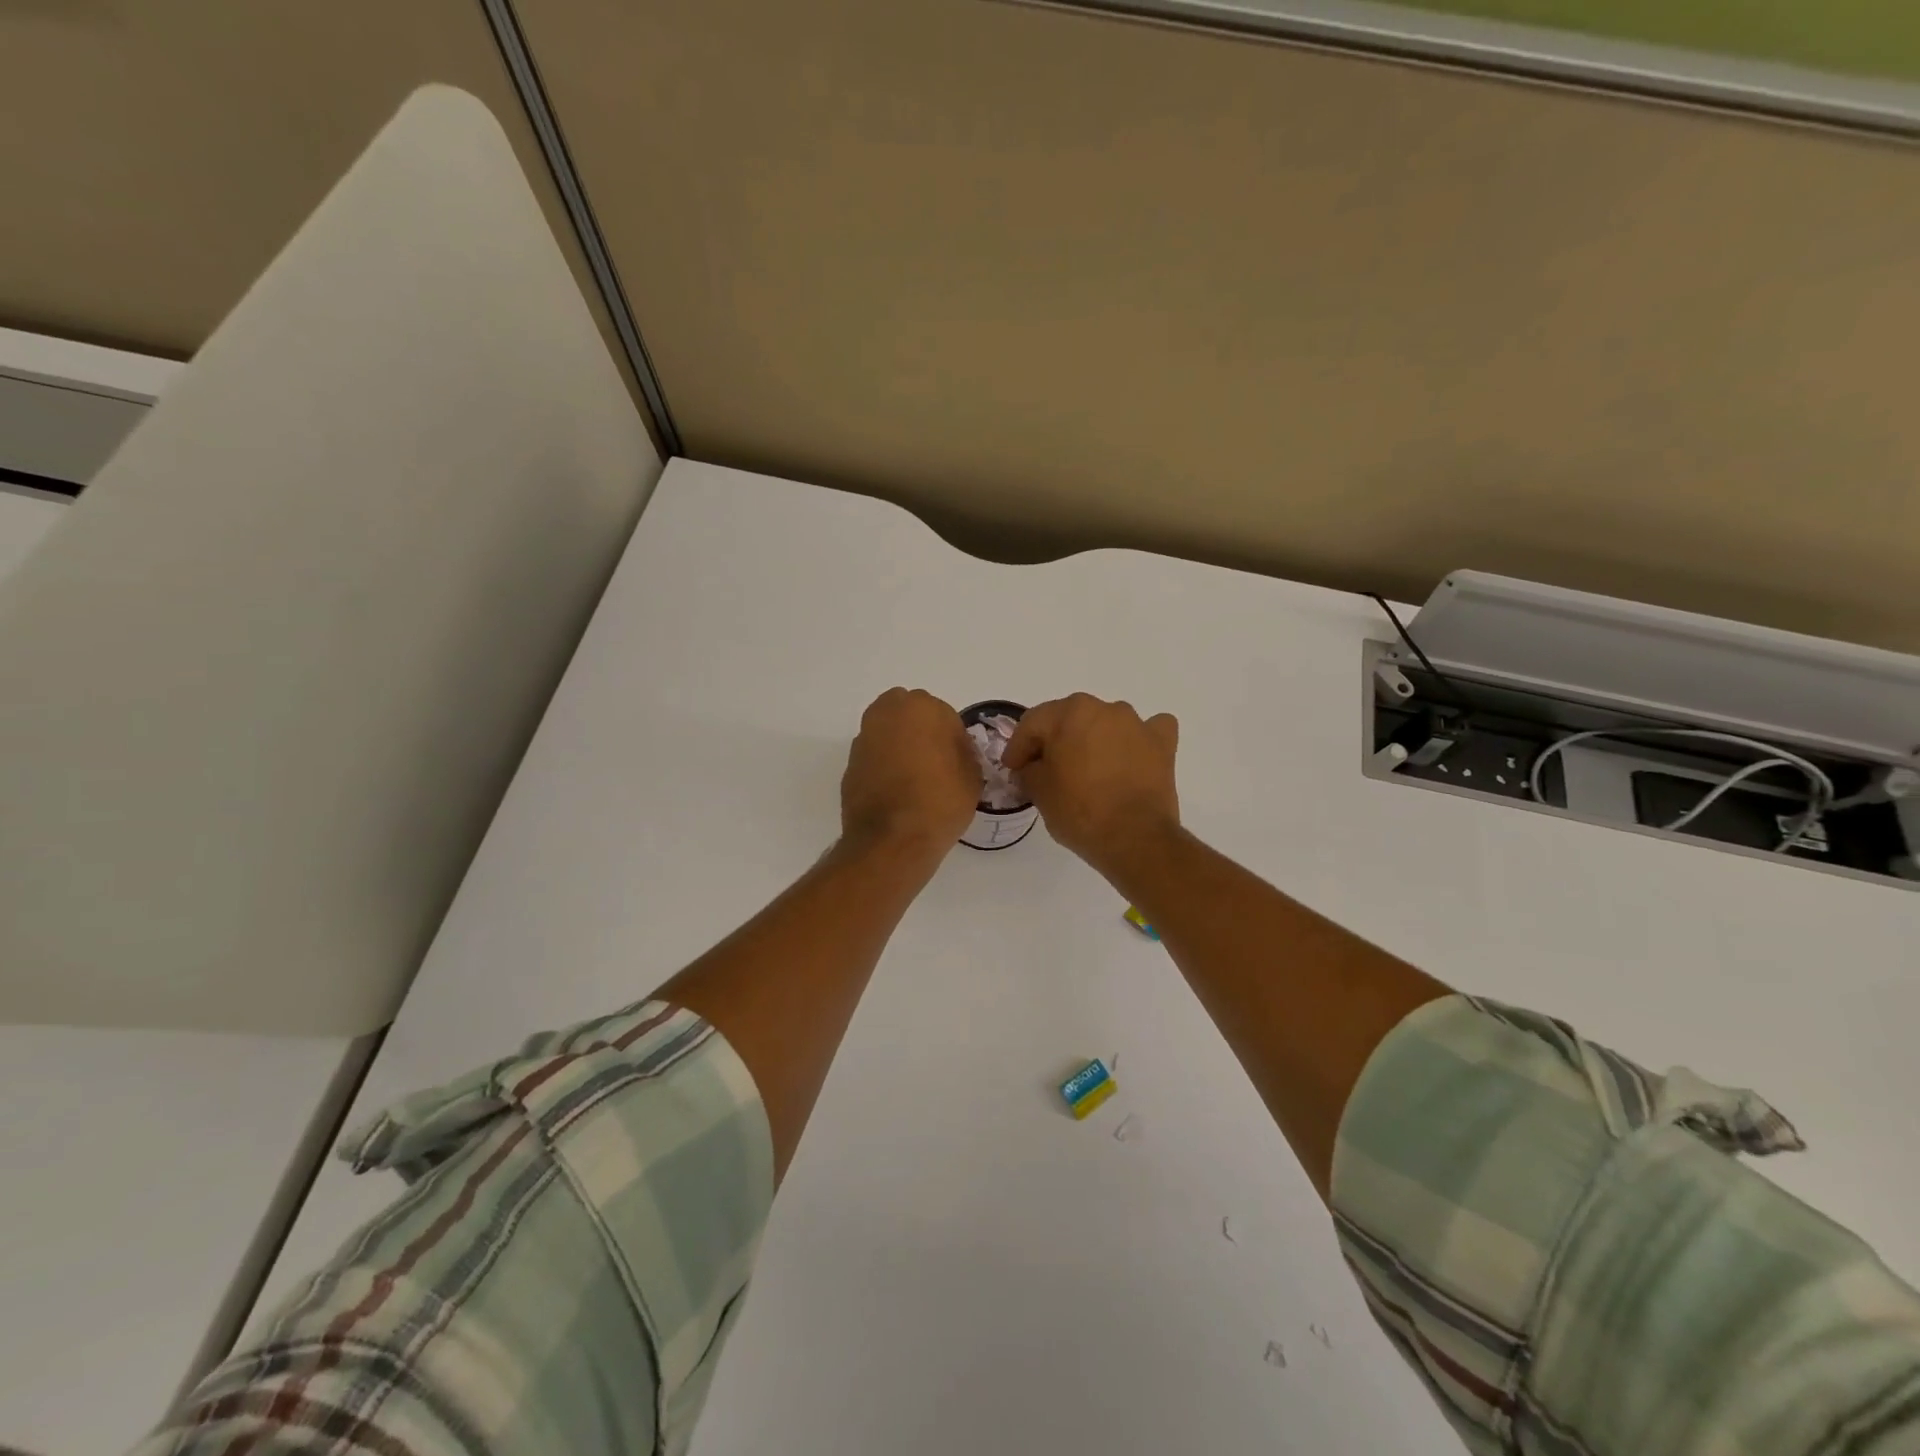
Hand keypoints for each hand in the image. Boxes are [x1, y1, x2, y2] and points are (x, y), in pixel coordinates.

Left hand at [841, 688, 981, 856]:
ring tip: (913, 777)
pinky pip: (873, 756)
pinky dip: (882, 765)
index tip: (957, 761)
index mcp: (922, 708)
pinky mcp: (850, 763)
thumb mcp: (972, 776)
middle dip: (920, 730)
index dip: (952, 738)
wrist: (892, 840)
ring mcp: (864, 737)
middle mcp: (887, 713)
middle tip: (933, 761)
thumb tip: (954, 752)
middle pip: (909, 714)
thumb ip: (963, 753)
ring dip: (898, 744)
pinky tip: (895, 790)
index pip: (944, 715)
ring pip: (887, 732)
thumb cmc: (940, 802)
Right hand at [1003, 694, 1180, 875]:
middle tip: (1044, 770)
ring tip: (1087, 770)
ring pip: (1106, 724)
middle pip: (1069, 719)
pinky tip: (1131, 758)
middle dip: (1055, 741)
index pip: (1033, 723)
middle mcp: (1105, 708)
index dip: (1018, 747)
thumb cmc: (1079, 811)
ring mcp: (1137, 724)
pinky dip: (1137, 741)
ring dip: (1093, 740)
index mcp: (1070, 712)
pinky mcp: (1162, 744)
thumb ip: (1029, 770)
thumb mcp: (1039, 791)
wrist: (1134, 838)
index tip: (1013, 769)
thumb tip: (1031, 768)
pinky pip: (1148, 732)